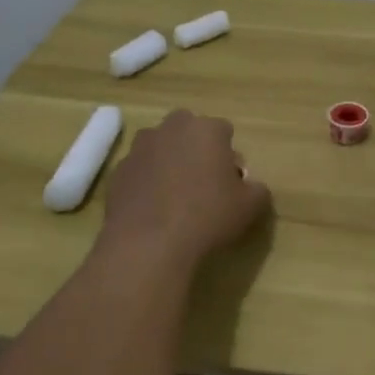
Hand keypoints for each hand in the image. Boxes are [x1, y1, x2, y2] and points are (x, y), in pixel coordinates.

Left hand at [100, 110, 270, 269]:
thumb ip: (257, 189)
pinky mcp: (117, 172)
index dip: (229, 155)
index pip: (224, 130)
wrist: (148, 245)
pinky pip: (139, 171)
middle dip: (195, 148)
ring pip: (160, 147)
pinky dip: (146, 182)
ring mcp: (139, 149)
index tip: (230, 180)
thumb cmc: (207, 217)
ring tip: (174, 196)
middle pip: (188, 130)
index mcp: (206, 129)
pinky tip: (152, 210)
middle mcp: (171, 129)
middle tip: (202, 182)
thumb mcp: (250, 207)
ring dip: (168, 161)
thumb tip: (252, 187)